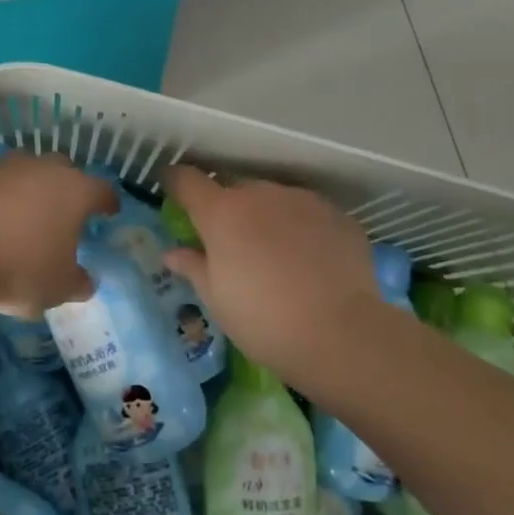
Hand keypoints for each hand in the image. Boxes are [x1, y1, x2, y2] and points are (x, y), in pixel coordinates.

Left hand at [0, 151, 118, 315]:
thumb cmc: (21, 268)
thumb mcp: (59, 288)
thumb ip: (78, 282)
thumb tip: (85, 280)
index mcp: (77, 191)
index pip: (103, 190)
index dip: (108, 203)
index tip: (110, 212)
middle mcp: (47, 170)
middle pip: (67, 170)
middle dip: (72, 187)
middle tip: (70, 211)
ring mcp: (10, 169)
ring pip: (33, 170)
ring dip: (37, 186)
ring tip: (34, 211)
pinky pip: (3, 183)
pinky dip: (7, 196)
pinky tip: (3, 217)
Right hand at [161, 167, 380, 384]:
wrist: (342, 335)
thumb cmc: (263, 320)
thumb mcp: (216, 299)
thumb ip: (192, 266)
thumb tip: (172, 252)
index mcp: (222, 212)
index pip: (187, 179)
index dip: (175, 181)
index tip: (172, 190)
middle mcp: (261, 194)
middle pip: (233, 187)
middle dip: (227, 206)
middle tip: (230, 240)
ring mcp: (303, 200)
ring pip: (274, 198)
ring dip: (266, 215)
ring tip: (275, 253)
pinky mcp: (337, 215)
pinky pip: (308, 213)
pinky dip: (301, 228)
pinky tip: (310, 260)